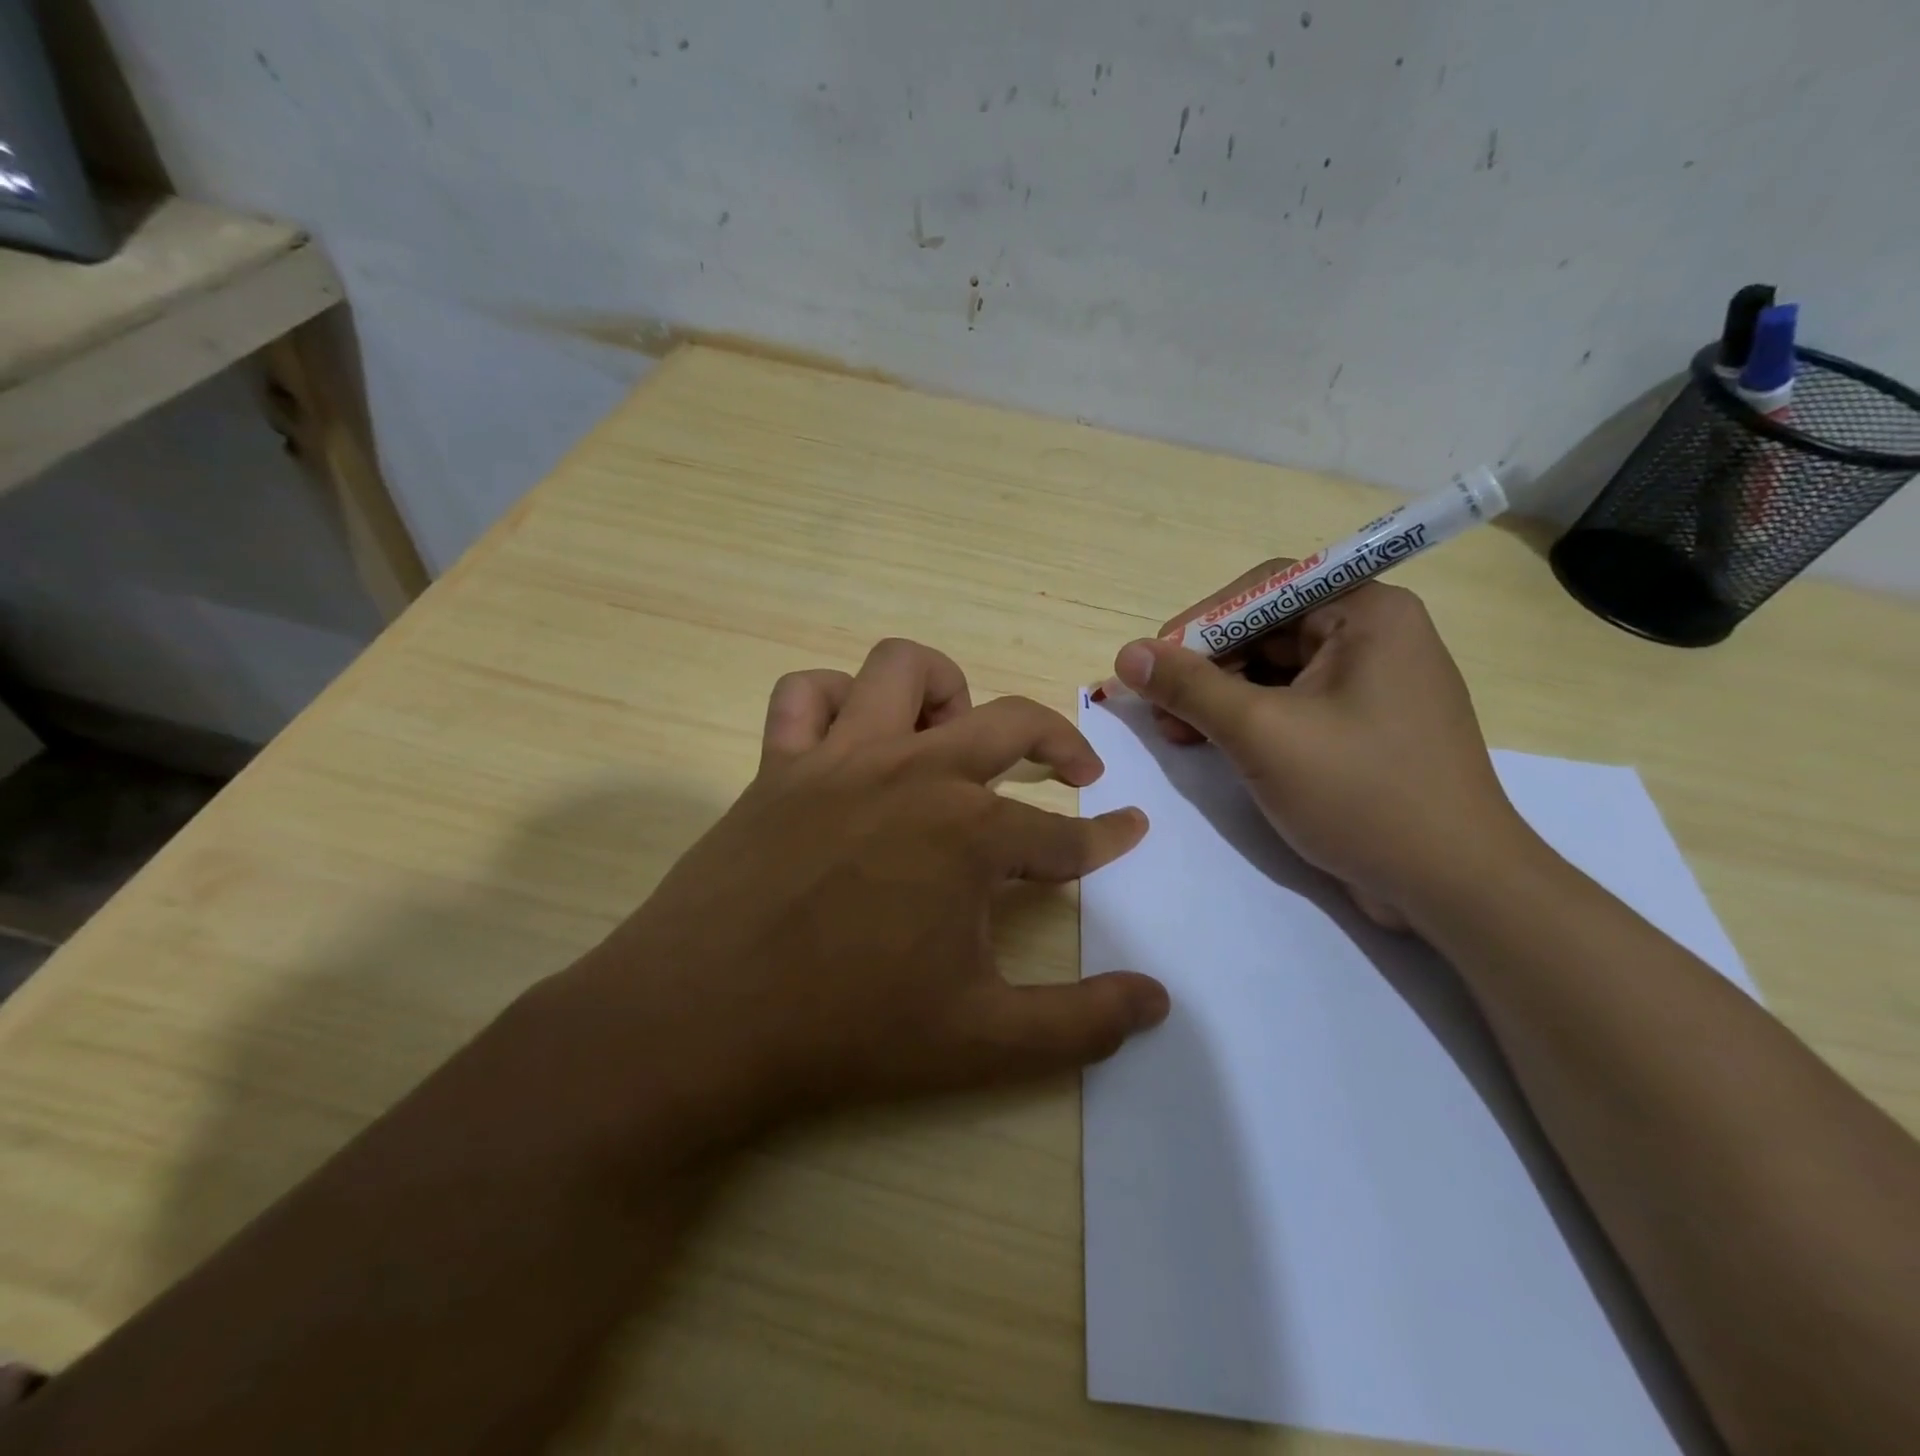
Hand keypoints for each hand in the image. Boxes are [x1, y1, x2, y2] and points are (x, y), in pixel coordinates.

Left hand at [561, 639, 1168, 1147]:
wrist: (699, 1025)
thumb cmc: (847, 1030)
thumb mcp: (984, 1041)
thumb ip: (1081, 1021)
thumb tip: (1158, 1000)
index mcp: (969, 833)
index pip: (1063, 834)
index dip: (1105, 838)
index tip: (1130, 832)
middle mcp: (913, 773)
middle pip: (1011, 721)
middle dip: (1061, 739)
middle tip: (1078, 769)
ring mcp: (840, 759)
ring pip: (904, 669)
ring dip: (946, 691)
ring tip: (955, 739)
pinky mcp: (777, 765)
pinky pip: (805, 695)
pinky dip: (836, 699)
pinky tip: (853, 739)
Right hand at [1112, 569, 1524, 929]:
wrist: (1453, 886)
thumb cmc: (1361, 793)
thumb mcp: (1262, 733)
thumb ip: (1190, 687)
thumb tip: (1126, 655)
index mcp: (1367, 614)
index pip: (1264, 589)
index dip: (1200, 622)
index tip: (1151, 663)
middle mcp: (1375, 636)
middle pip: (1267, 629)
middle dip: (1206, 667)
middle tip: (1157, 706)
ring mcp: (1372, 684)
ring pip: (1275, 672)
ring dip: (1219, 697)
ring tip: (1176, 732)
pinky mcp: (1364, 727)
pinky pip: (1293, 705)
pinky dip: (1248, 721)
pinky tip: (1212, 744)